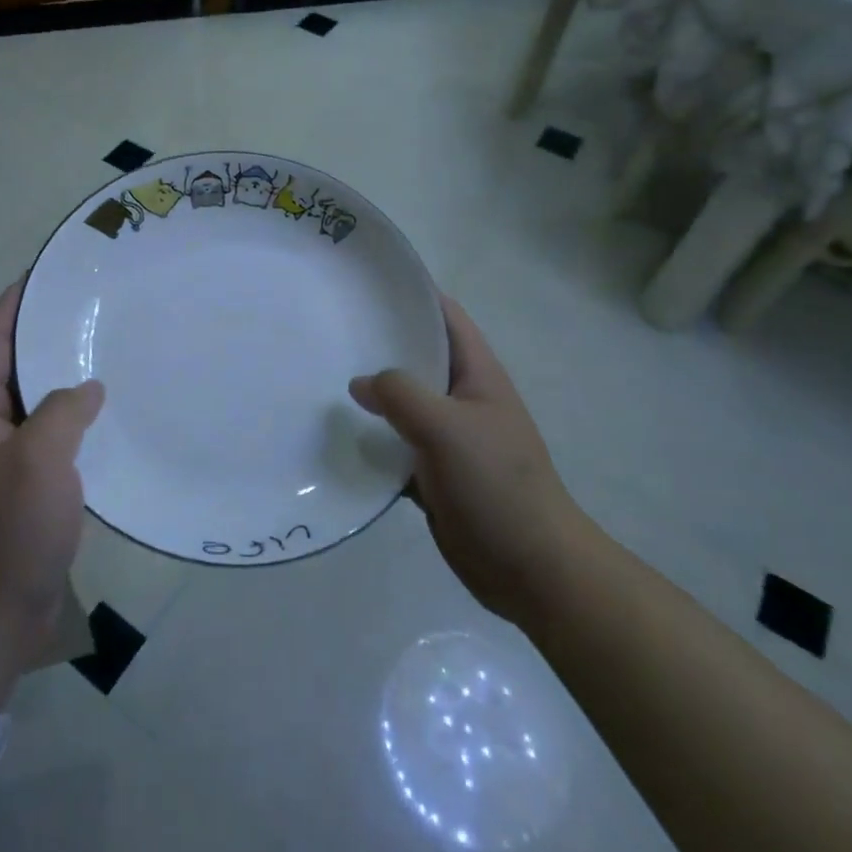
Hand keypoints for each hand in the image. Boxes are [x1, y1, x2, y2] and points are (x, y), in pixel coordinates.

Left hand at [0, 283, 103, 704]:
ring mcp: (10, 461)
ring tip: (107, 351)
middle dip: (45, 335)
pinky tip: (111, 415)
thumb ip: (62, 411)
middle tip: (90, 308)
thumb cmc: (8, 530)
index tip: (43, 275)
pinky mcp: (32, 489)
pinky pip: (56, 438)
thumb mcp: (37, 458)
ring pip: (39, 403)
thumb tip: (87, 389)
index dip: (12, 306)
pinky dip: (79, 419)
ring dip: (65, 377)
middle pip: (15, 368)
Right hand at [350, 295, 580, 623]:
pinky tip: (336, 437)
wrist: (530, 567)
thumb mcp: (447, 428)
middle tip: (329, 330)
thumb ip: (401, 395)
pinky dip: (371, 441)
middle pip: (418, 358)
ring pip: (403, 404)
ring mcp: (448, 438)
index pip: (445, 316)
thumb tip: (359, 383)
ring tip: (321, 378)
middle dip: (379, 344)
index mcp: (477, 374)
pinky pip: (395, 447)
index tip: (365, 284)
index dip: (412, 294)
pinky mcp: (433, 473)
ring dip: (371, 396)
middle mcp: (462, 398)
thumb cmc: (497, 483)